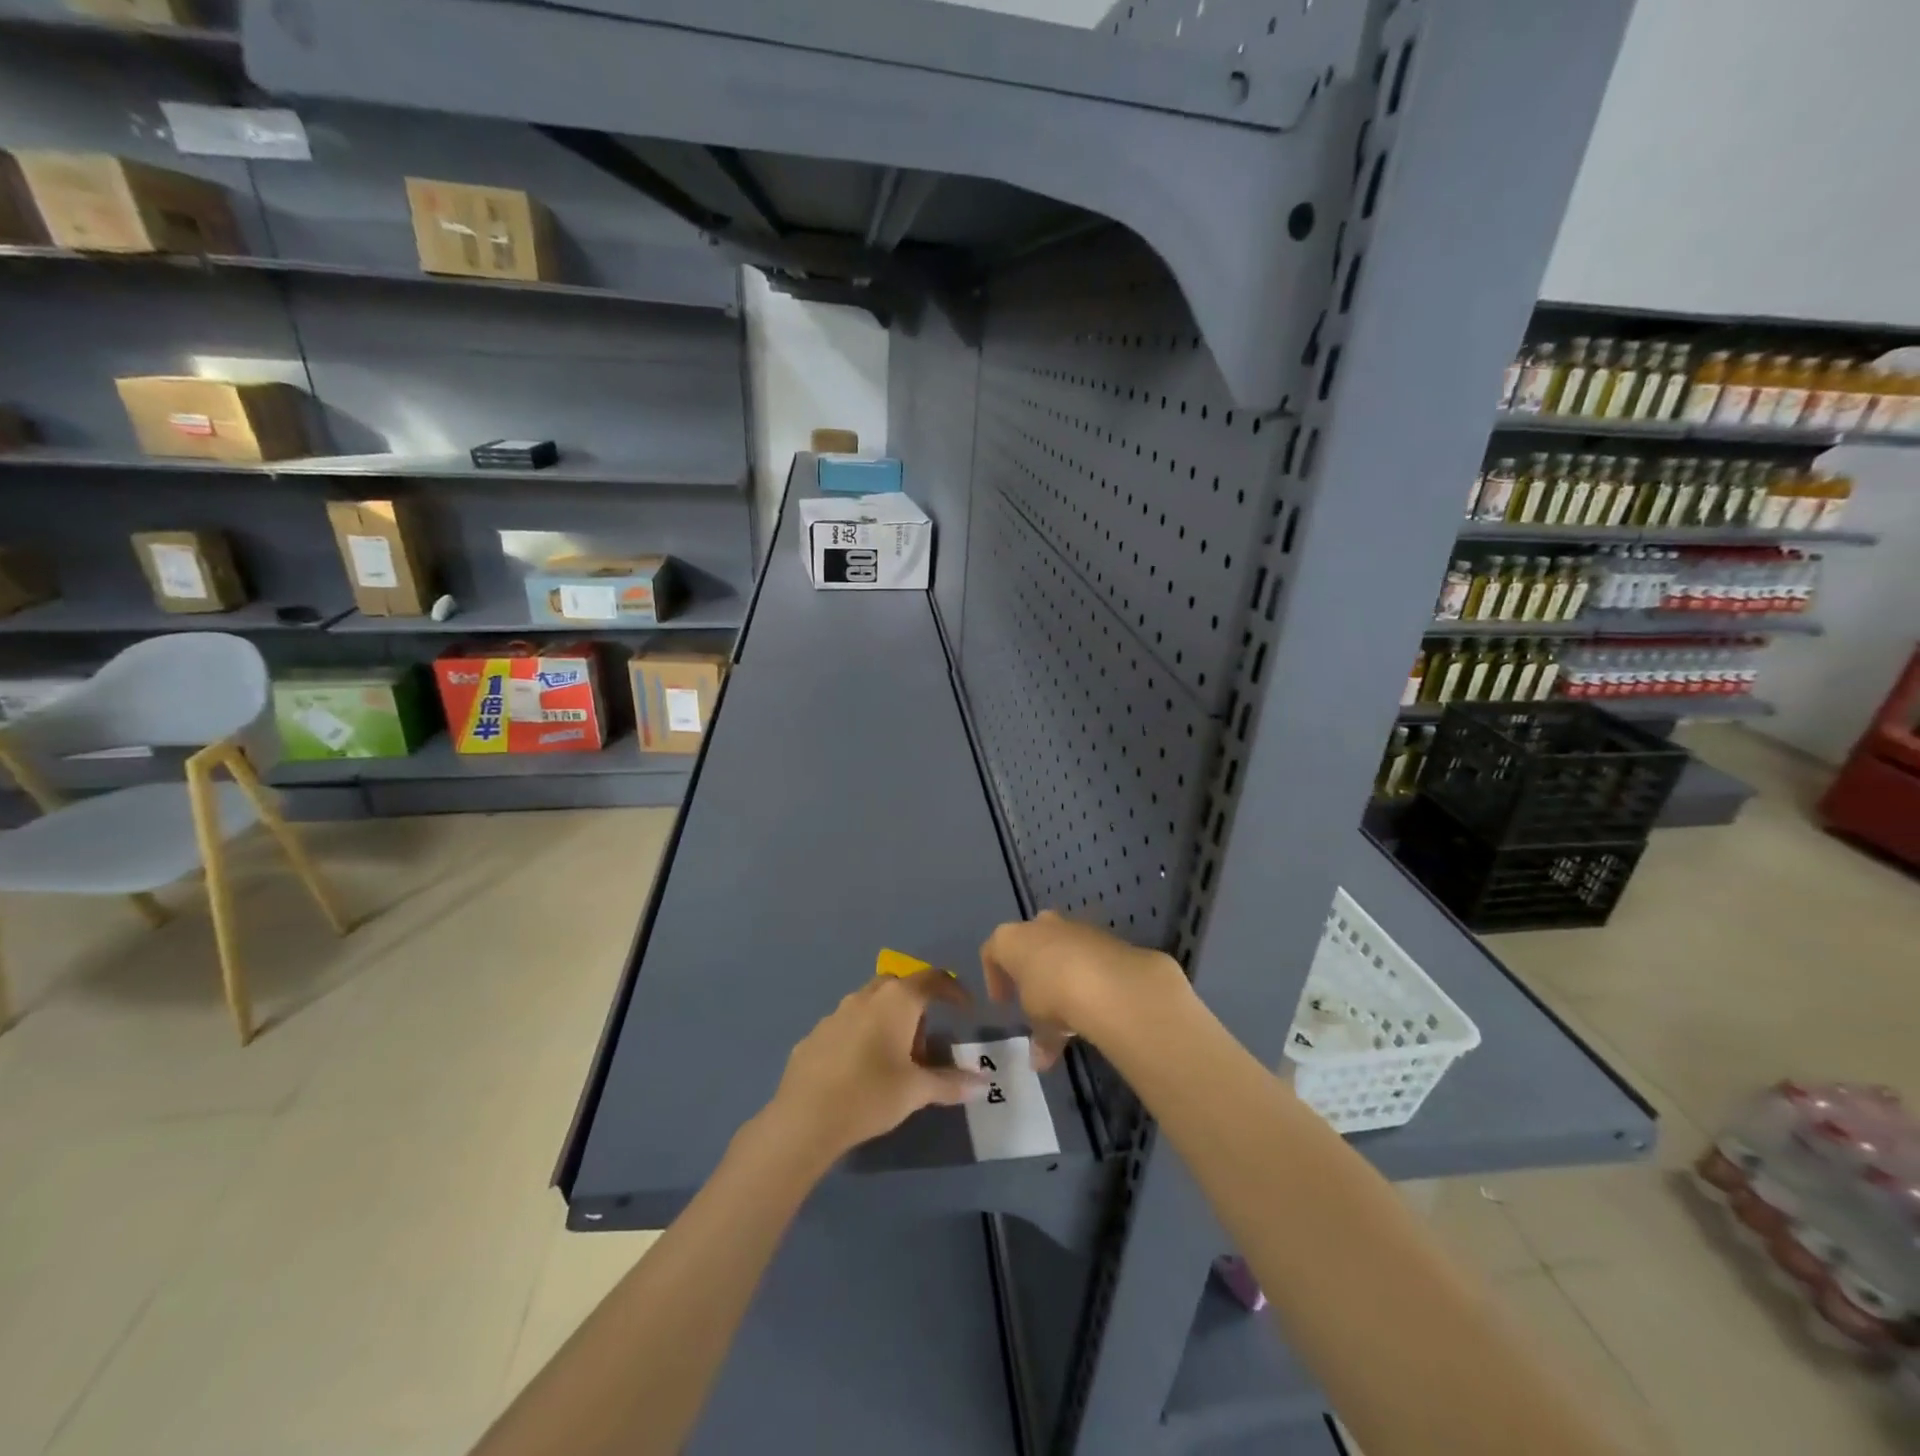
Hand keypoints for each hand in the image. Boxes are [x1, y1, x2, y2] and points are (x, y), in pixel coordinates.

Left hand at [765, 971, 983, 1165]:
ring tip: (893, 1060)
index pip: (933, 979)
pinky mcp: (814, 1034)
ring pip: (870, 1003)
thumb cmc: (870, 1095)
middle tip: (923, 1043)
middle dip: (916, 1006)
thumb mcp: (916, 1091)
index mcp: (897, 1000)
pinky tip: (859, 1071)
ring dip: (887, 1020)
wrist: (804, 1118)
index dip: (953, 990)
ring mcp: (836, 1013)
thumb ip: (950, 1083)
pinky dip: (861, 1037)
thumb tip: (982, 1083)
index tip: (966, 1009)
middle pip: (899, 986)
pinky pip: (847, 1025)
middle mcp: (866, 996)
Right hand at [981, 911, 1188, 1067]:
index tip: (1003, 1002)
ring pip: (1059, 945)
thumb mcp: (1039, 1023)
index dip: (994, 977)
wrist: (1104, 980)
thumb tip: (1039, 1062)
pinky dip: (1085, 970)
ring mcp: (1071, 926)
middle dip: (1029, 967)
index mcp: (1010, 939)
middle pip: (1028, 942)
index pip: (991, 952)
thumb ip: (1039, 1039)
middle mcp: (1038, 925)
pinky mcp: (1100, 934)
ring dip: (1060, 969)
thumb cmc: (1052, 995)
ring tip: (1068, 1003)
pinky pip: (1085, 951)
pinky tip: (1092, 996)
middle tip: (1033, 995)